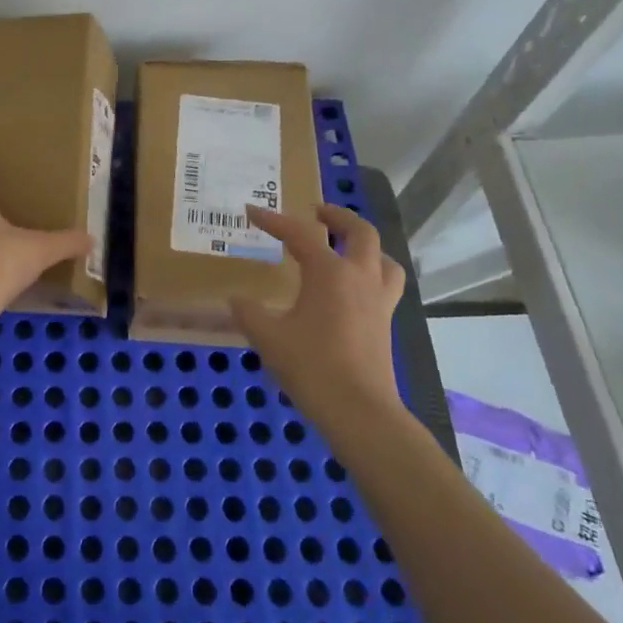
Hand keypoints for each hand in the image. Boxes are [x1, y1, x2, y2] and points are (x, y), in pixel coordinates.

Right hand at [230, 204, 407, 418]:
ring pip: (382, 257)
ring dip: (364, 245)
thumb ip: (249, 313)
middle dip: (337, 216)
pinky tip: (353, 289)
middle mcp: (359, 277)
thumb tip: (237, 300)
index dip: (273, 220)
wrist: (358, 410)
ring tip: (344, 247)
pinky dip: (371, 273)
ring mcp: (378, 300)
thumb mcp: (268, 337)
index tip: (252, 211)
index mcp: (329, 272)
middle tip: (316, 212)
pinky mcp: (385, 323)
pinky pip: (385, 284)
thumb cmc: (311, 366)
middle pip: (360, 231)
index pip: (300, 234)